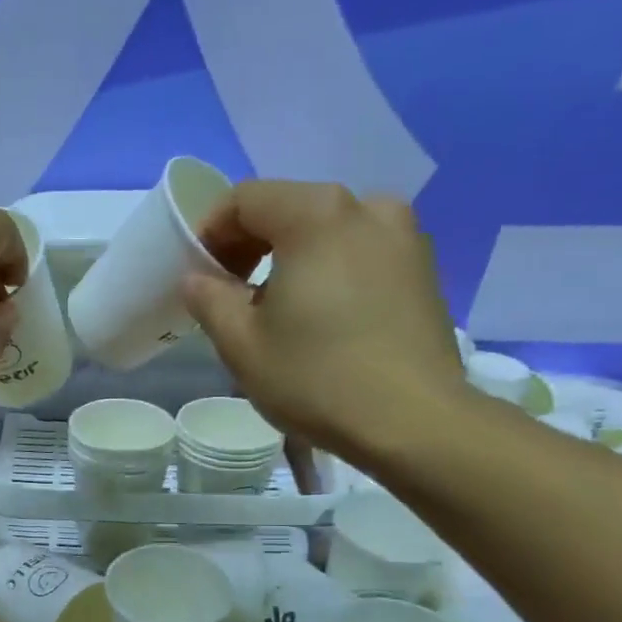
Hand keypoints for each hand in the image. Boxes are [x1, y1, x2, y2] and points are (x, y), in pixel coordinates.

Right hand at [181, 181, 467, 462]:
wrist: (414, 422)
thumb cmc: (316, 378)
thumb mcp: (241, 344)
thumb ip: (208, 299)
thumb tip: (197, 278)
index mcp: (316, 215)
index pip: (246, 199)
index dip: (211, 232)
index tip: (200, 276)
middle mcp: (366, 208)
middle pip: (289, 209)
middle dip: (250, 245)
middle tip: (230, 294)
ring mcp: (404, 236)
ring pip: (328, 231)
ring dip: (291, 259)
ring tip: (277, 310)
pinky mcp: (424, 270)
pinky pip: (361, 253)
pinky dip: (330, 270)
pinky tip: (322, 318)